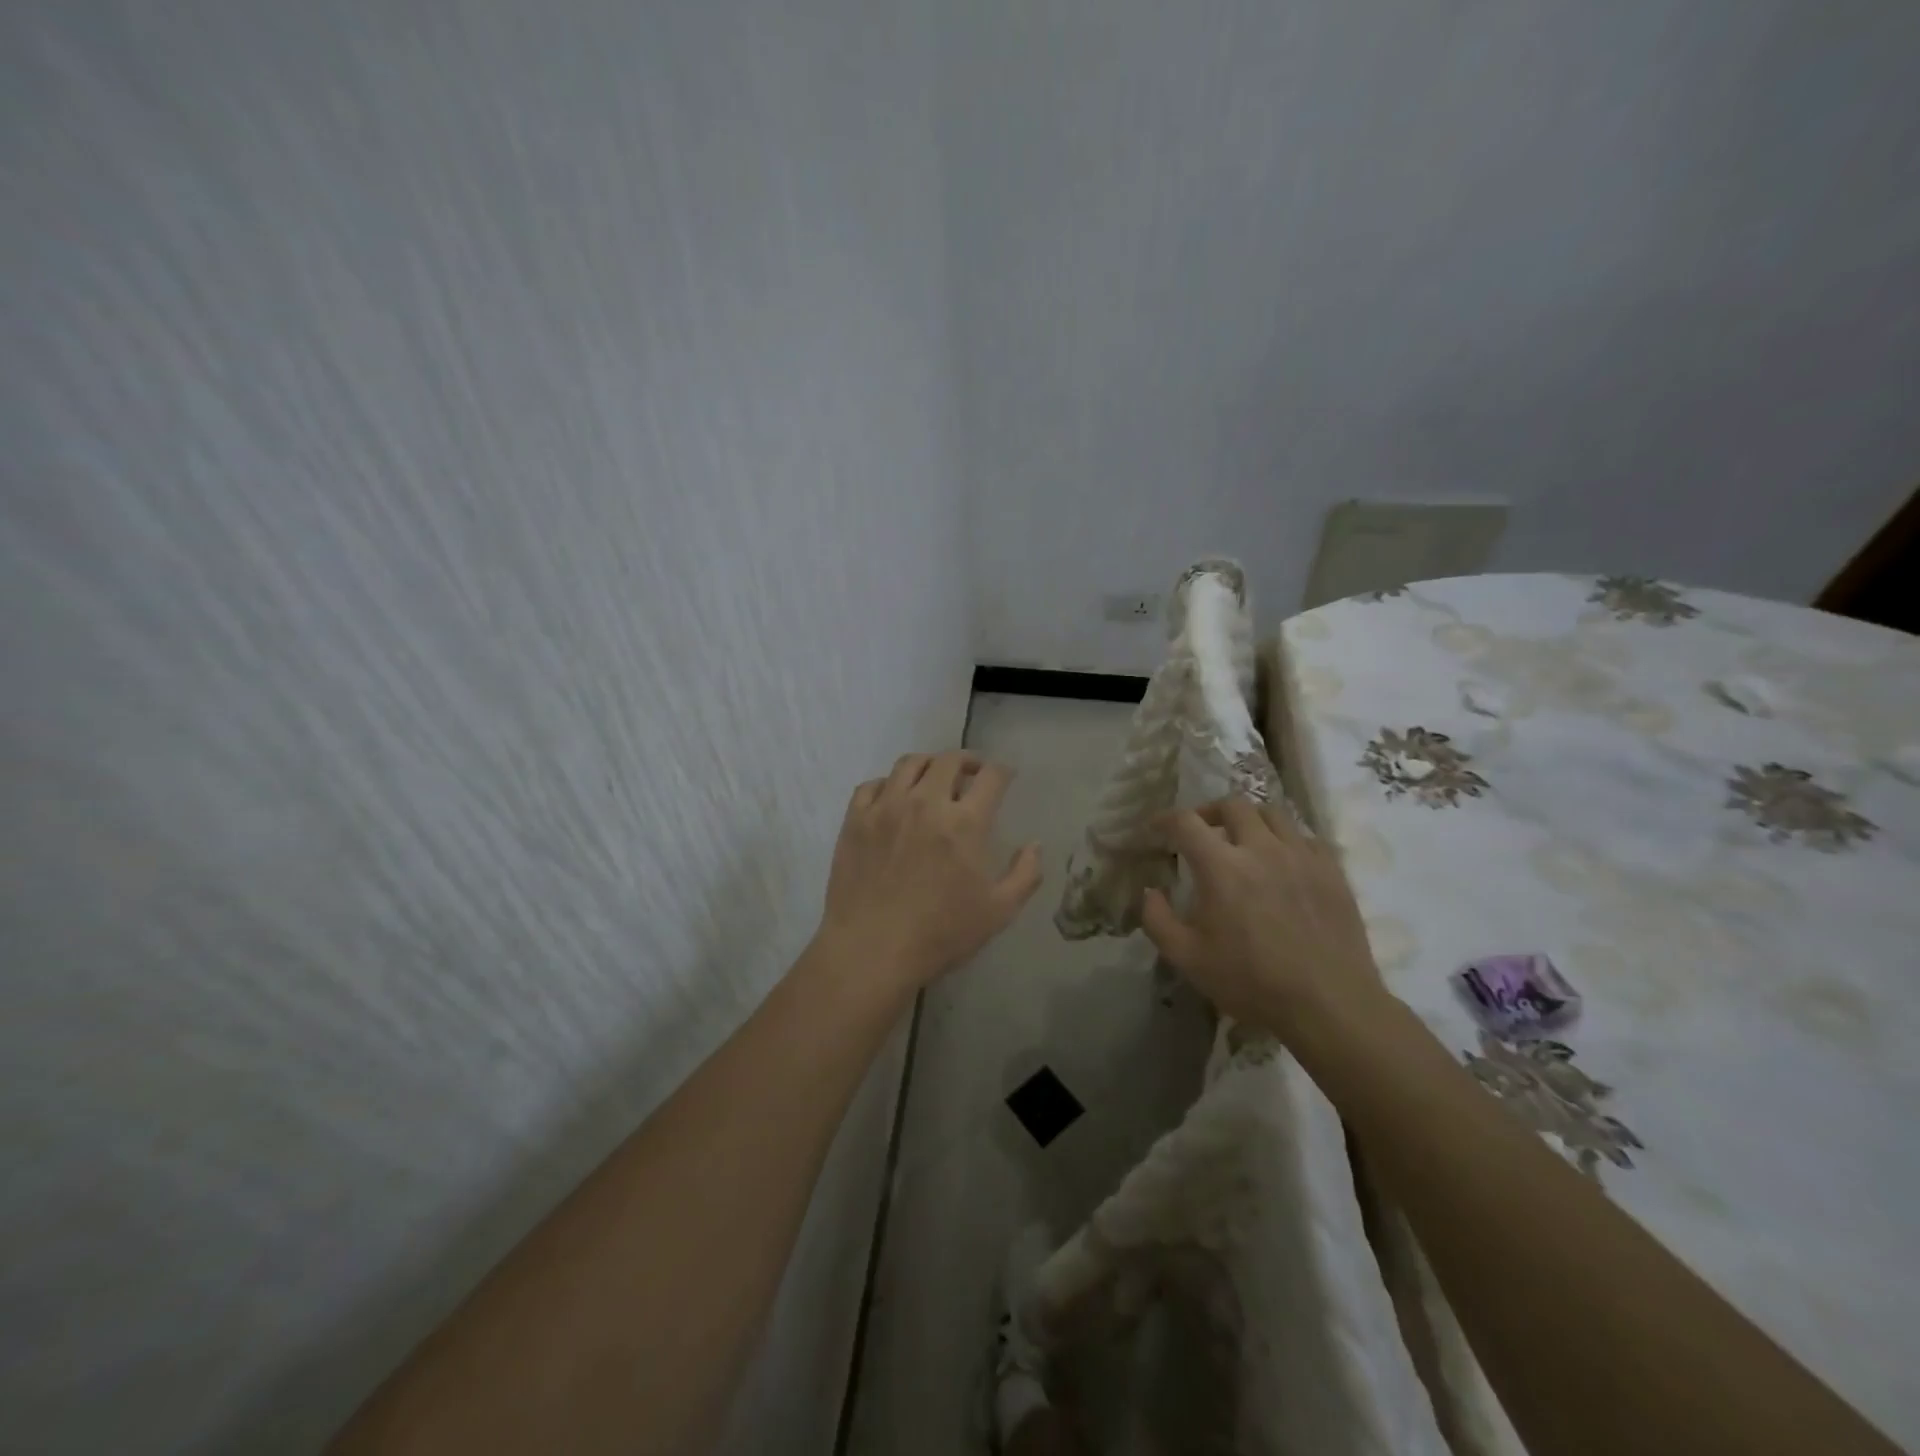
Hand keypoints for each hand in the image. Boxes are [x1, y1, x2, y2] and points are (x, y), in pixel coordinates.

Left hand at [813, 751, 1043, 991]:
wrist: (871, 949)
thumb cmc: (940, 933)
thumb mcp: (998, 912)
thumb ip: (1025, 875)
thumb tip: (1034, 844)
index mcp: (965, 822)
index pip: (991, 776)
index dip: (1003, 771)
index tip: (1005, 777)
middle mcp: (926, 802)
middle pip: (949, 760)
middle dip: (967, 761)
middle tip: (971, 774)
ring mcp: (886, 807)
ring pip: (909, 763)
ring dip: (928, 765)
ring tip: (933, 779)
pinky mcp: (855, 819)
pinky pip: (872, 785)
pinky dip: (888, 784)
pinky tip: (893, 799)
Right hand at [1140, 799, 1384, 1036]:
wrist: (1329, 1005)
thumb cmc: (1251, 982)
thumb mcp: (1187, 958)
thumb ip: (1157, 919)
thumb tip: (1149, 891)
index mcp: (1221, 867)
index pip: (1186, 822)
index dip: (1165, 819)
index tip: (1156, 828)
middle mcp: (1262, 849)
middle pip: (1232, 805)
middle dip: (1209, 812)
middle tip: (1200, 831)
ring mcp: (1302, 856)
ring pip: (1273, 813)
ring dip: (1249, 819)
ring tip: (1242, 839)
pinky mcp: (1332, 870)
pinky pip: (1306, 837)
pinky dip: (1286, 839)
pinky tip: (1281, 861)